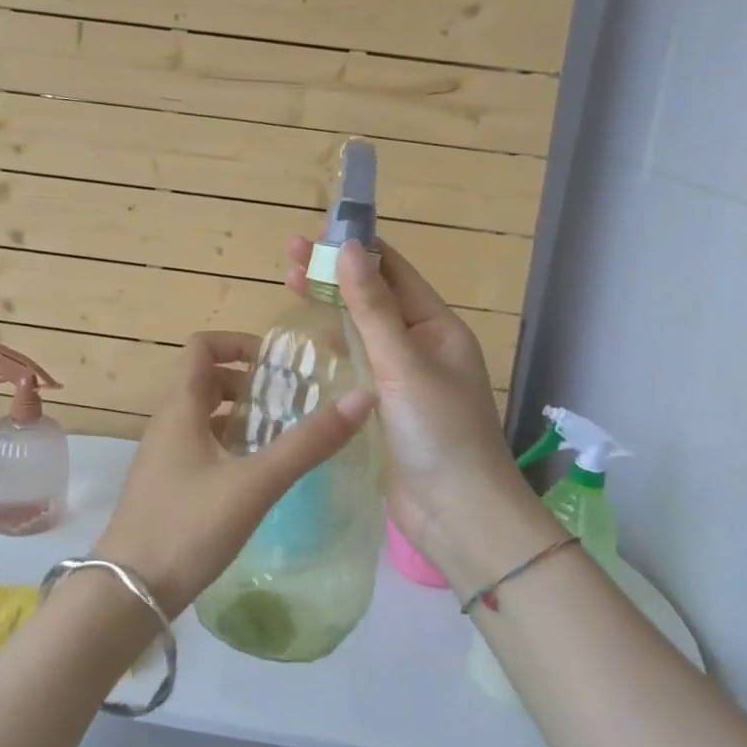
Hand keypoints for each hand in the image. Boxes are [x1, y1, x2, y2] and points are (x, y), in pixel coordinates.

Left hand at [94, 331, 375, 615]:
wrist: (129, 594)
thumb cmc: (189, 527)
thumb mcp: (255, 483)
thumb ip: (308, 442)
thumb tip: (363, 398)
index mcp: (180, 408)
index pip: (202, 347)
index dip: (239, 343)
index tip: (278, 364)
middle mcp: (168, 424)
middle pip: (207, 380)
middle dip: (249, 382)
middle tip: (292, 401)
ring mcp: (164, 457)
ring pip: (205, 417)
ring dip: (242, 415)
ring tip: (283, 434)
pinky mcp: (167, 486)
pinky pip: (201, 447)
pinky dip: (230, 445)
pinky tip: (258, 474)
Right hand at [285, 238, 546, 586]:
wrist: (458, 514)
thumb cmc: (439, 431)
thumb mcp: (403, 363)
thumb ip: (372, 307)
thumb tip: (348, 247)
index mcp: (437, 326)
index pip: (393, 272)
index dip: (355, 248)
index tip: (315, 232)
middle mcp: (421, 345)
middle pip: (373, 298)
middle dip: (333, 274)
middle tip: (288, 256)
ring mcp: (403, 378)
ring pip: (362, 330)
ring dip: (330, 306)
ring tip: (288, 285)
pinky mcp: (385, 407)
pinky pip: (357, 364)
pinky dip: (333, 346)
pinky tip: (307, 339)